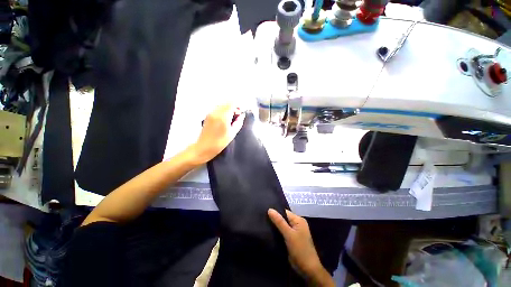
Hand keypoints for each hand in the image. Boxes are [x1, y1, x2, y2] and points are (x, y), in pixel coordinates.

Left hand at [190, 104, 244, 164]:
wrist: (203, 147)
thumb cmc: (219, 143)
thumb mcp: (232, 134)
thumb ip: (238, 122)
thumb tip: (242, 116)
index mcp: (223, 117)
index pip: (232, 103)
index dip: (238, 106)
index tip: (241, 113)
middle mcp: (216, 112)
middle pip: (227, 102)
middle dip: (234, 106)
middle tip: (237, 115)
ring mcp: (211, 113)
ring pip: (222, 104)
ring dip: (228, 108)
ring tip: (231, 118)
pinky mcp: (208, 115)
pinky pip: (218, 108)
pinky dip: (223, 110)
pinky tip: (225, 119)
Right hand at [268, 209, 334, 286]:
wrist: (307, 270)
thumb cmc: (300, 250)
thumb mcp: (289, 234)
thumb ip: (279, 221)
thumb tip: (269, 209)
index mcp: (298, 220)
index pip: (284, 212)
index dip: (275, 211)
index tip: (264, 211)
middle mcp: (297, 224)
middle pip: (283, 218)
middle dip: (274, 218)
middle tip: (261, 217)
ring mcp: (294, 232)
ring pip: (282, 225)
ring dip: (274, 225)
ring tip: (262, 223)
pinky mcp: (291, 239)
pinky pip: (282, 232)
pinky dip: (277, 232)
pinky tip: (268, 231)